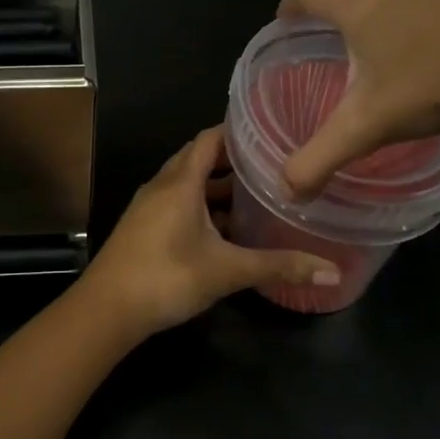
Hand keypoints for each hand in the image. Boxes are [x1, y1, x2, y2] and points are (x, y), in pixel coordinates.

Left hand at [83, 126, 340, 335]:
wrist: (107, 309)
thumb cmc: (167, 277)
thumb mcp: (227, 271)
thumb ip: (277, 266)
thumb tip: (333, 271)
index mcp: (180, 182)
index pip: (209, 139)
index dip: (235, 131)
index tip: (267, 130)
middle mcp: (163, 185)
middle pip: (198, 159)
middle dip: (231, 159)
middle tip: (270, 163)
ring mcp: (149, 206)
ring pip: (187, 184)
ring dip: (216, 186)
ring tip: (254, 194)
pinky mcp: (143, 227)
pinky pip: (177, 203)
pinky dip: (201, 206)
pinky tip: (224, 229)